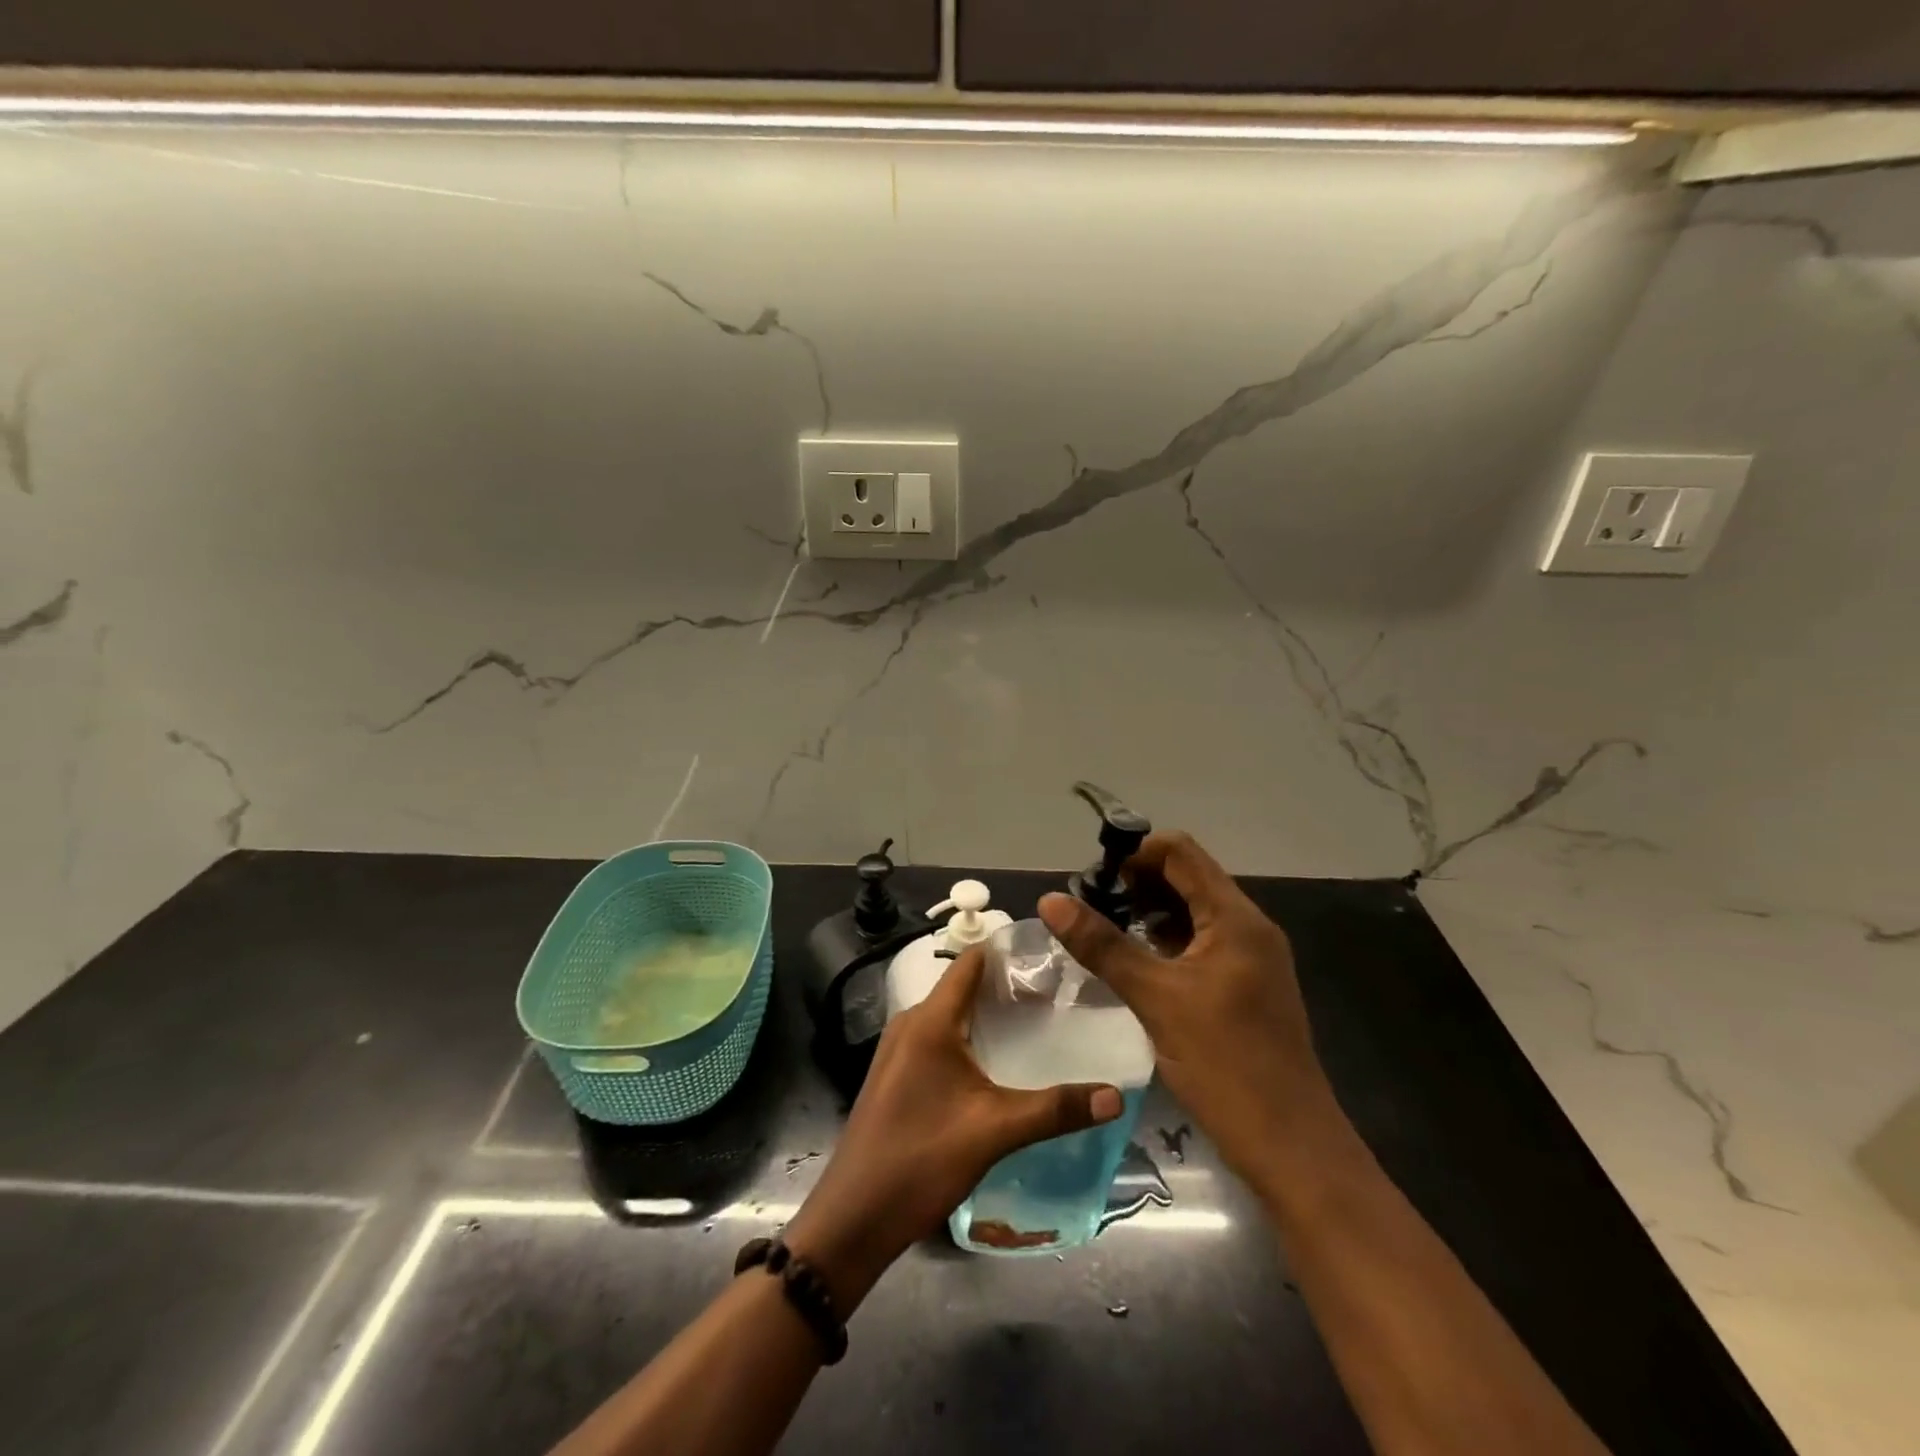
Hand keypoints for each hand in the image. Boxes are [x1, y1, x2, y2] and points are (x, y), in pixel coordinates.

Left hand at [784, 946, 1122, 1310]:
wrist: (853, 1218)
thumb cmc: (921, 1161)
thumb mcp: (994, 1132)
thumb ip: (1055, 1110)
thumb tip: (1116, 1095)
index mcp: (929, 1020)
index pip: (971, 962)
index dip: (1008, 951)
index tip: (1051, 953)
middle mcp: (911, 1023)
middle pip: (963, 987)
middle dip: (1007, 986)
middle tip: (1058, 994)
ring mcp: (899, 1050)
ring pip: (951, 1015)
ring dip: (988, 1015)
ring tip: (1038, 1025)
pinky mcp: (896, 1075)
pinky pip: (938, 1039)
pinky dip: (969, 1039)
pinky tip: (999, 1064)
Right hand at [1038, 832, 1343, 1194]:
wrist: (1290, 1147)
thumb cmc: (1225, 1064)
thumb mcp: (1155, 999)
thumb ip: (1102, 945)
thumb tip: (1050, 900)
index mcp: (1235, 918)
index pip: (1179, 852)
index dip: (1134, 854)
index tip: (1093, 880)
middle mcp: (1247, 927)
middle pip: (1187, 878)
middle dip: (1136, 884)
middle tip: (1090, 907)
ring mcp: (1250, 958)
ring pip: (1192, 912)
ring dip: (1148, 912)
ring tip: (1103, 932)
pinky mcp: (1245, 986)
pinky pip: (1200, 943)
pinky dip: (1165, 941)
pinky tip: (1134, 962)